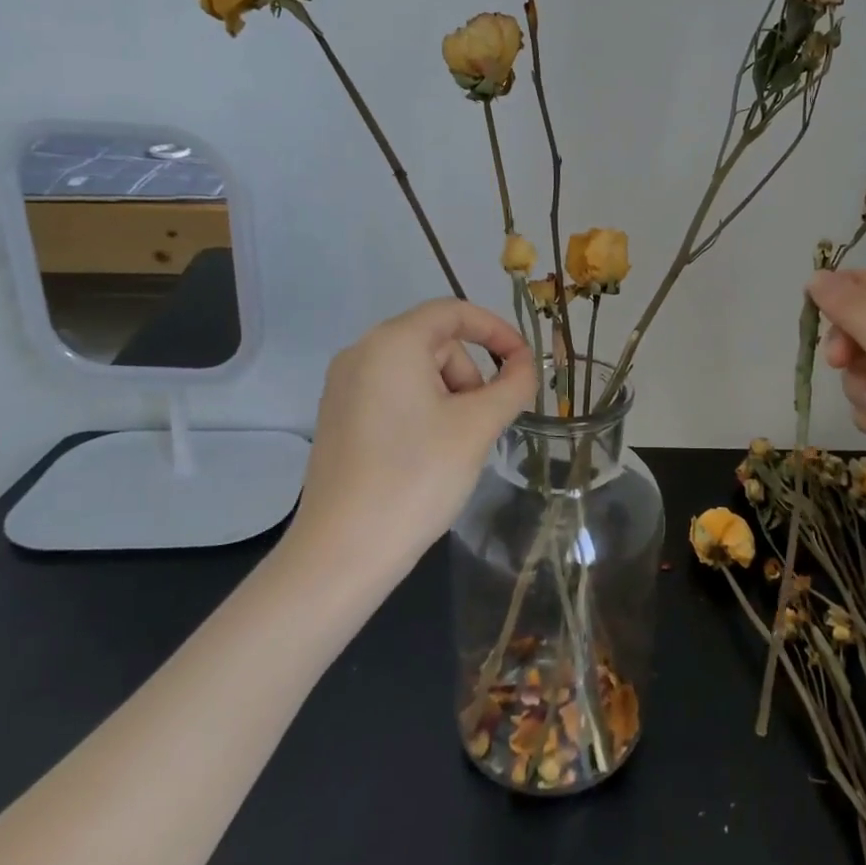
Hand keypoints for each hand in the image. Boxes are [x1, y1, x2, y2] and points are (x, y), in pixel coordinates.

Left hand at [279, 300, 535, 588]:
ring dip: (450, 396)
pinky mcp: (338, 417)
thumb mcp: (477, 426)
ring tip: (455, 446)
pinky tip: (427, 454)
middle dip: (470, 375)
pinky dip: (423, 410)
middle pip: (436, 343)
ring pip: (416, 371)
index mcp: (392, 343)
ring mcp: (343, 386)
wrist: (344, 552)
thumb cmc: (417, 477)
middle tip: (483, 424)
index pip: (454, 312)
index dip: (497, 331)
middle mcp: (361, 353)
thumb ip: (513, 385)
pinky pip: (394, 394)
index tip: (525, 363)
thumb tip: (527, 364)